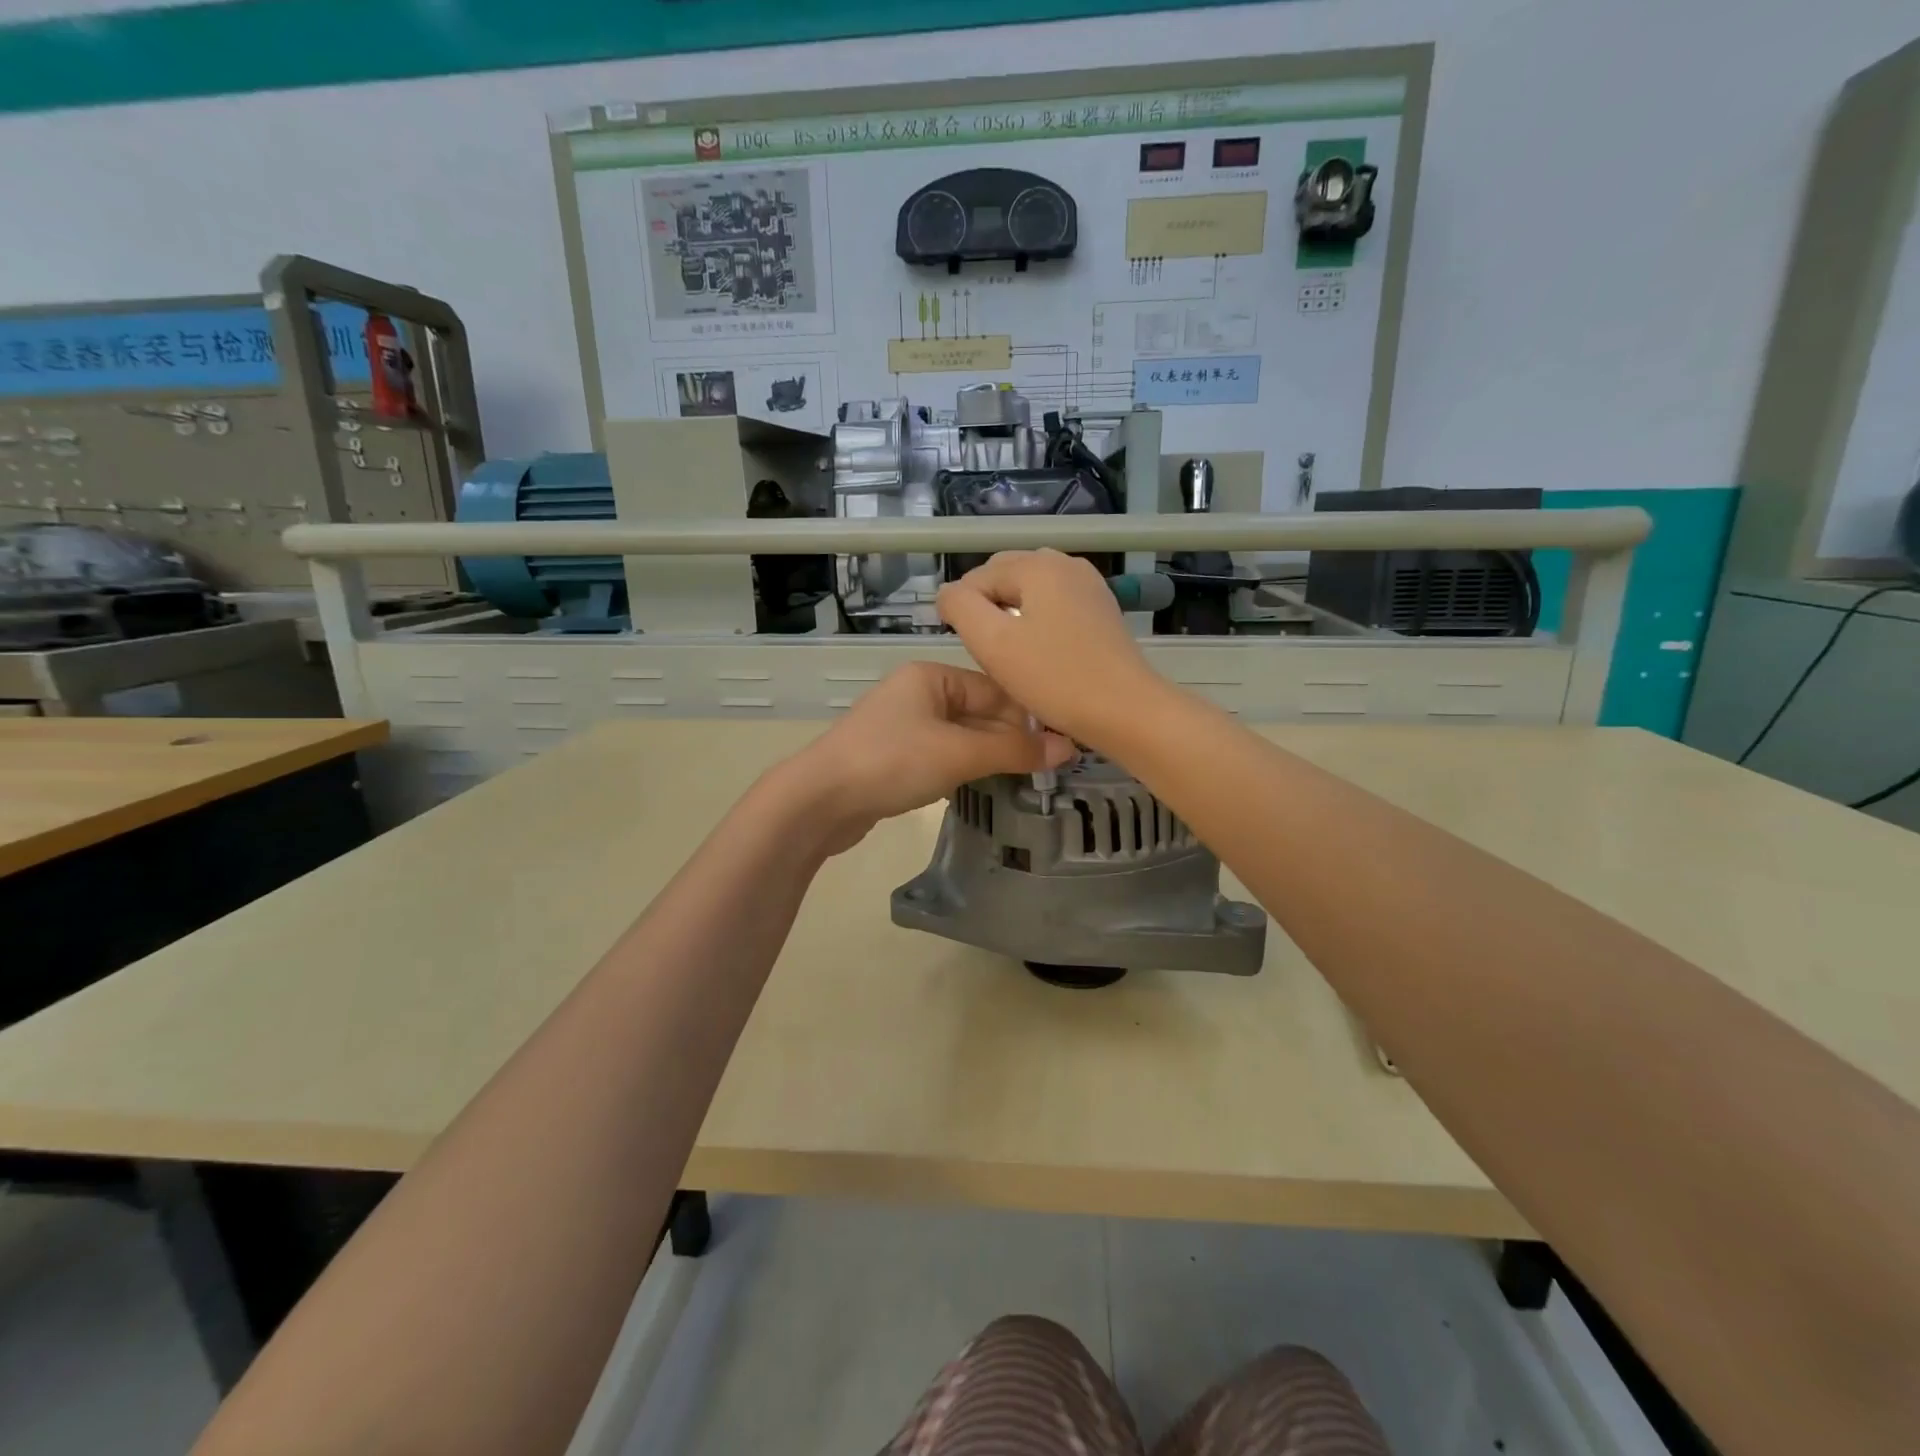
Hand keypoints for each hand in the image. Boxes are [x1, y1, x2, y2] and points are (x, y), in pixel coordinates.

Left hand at [771, 661, 1074, 854]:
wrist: (819, 800)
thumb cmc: (892, 762)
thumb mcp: (959, 753)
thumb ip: (1014, 750)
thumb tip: (1068, 748)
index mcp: (931, 677)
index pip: (996, 690)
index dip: (1030, 716)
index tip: (1065, 743)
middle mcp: (918, 694)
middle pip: (980, 714)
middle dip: (1012, 740)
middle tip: (1053, 768)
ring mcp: (904, 727)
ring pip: (962, 738)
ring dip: (991, 758)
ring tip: (1030, 780)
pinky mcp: (895, 758)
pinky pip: (943, 758)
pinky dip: (966, 770)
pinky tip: (988, 788)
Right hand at [937, 550, 1162, 749]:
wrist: (1126, 710)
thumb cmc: (1054, 678)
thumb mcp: (992, 642)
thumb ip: (960, 607)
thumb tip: (949, 593)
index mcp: (1038, 564)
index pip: (978, 576)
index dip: (962, 610)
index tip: (966, 648)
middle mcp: (1066, 563)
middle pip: (1006, 576)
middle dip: (987, 608)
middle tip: (987, 653)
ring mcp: (1089, 585)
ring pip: (1030, 592)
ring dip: (1012, 616)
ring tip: (1010, 655)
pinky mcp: (1101, 609)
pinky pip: (1055, 605)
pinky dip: (1038, 623)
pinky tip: (1039, 654)